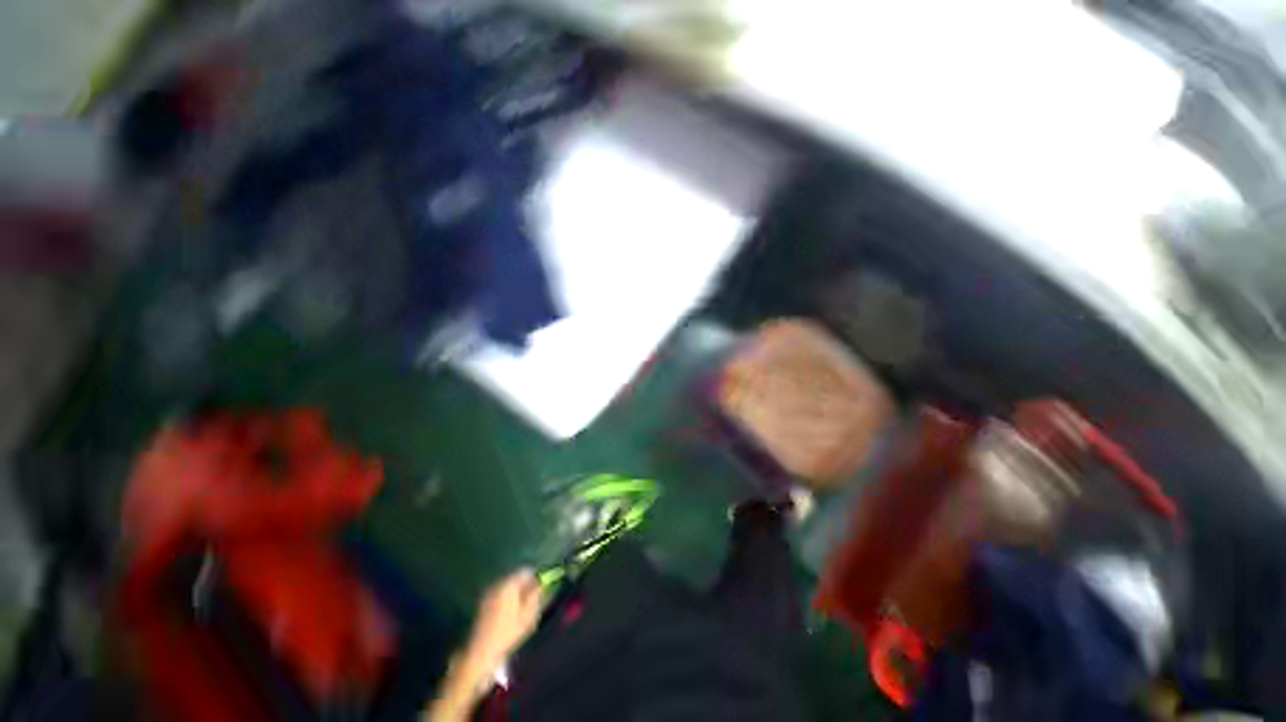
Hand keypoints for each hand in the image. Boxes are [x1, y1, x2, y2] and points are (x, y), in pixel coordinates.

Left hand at [466, 568, 542, 671]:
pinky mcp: (483, 603)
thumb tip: (540, 583)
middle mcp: (497, 585)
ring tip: (520, 608)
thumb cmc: (507, 633)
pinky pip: (499, 594)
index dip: (534, 578)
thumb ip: (535, 595)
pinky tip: (508, 613)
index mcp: (509, 585)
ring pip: (507, 586)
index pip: (525, 571)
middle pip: (515, 577)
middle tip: (531, 599)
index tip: (539, 588)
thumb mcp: (527, 615)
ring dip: (515, 592)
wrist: (481, 651)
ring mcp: (488, 593)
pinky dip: (506, 598)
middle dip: (524, 585)